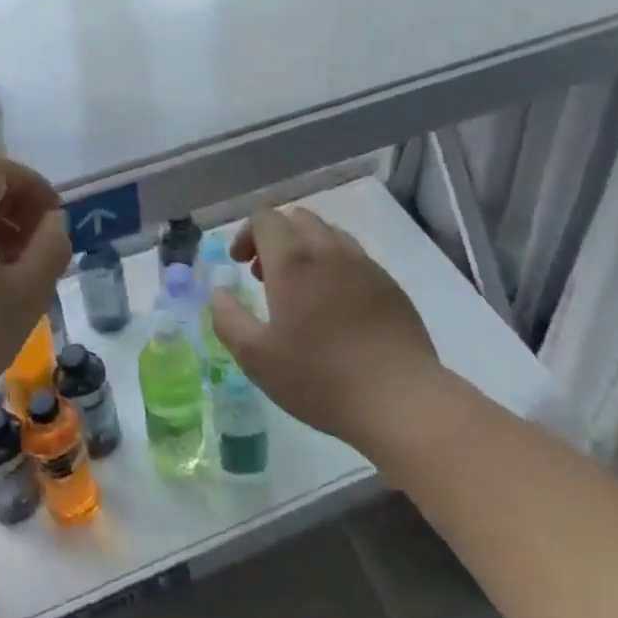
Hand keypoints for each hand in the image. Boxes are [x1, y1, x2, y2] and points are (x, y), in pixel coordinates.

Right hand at [210, 207, 438, 449]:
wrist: (400, 399)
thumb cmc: (320, 378)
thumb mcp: (257, 357)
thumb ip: (228, 319)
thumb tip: (218, 293)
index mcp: (293, 260)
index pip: (265, 218)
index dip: (246, 234)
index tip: (239, 264)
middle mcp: (329, 250)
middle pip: (297, 218)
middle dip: (275, 237)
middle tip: (264, 275)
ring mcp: (364, 264)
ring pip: (328, 234)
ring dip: (305, 248)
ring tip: (300, 289)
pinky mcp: (389, 284)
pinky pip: (354, 257)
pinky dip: (334, 266)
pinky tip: (336, 307)